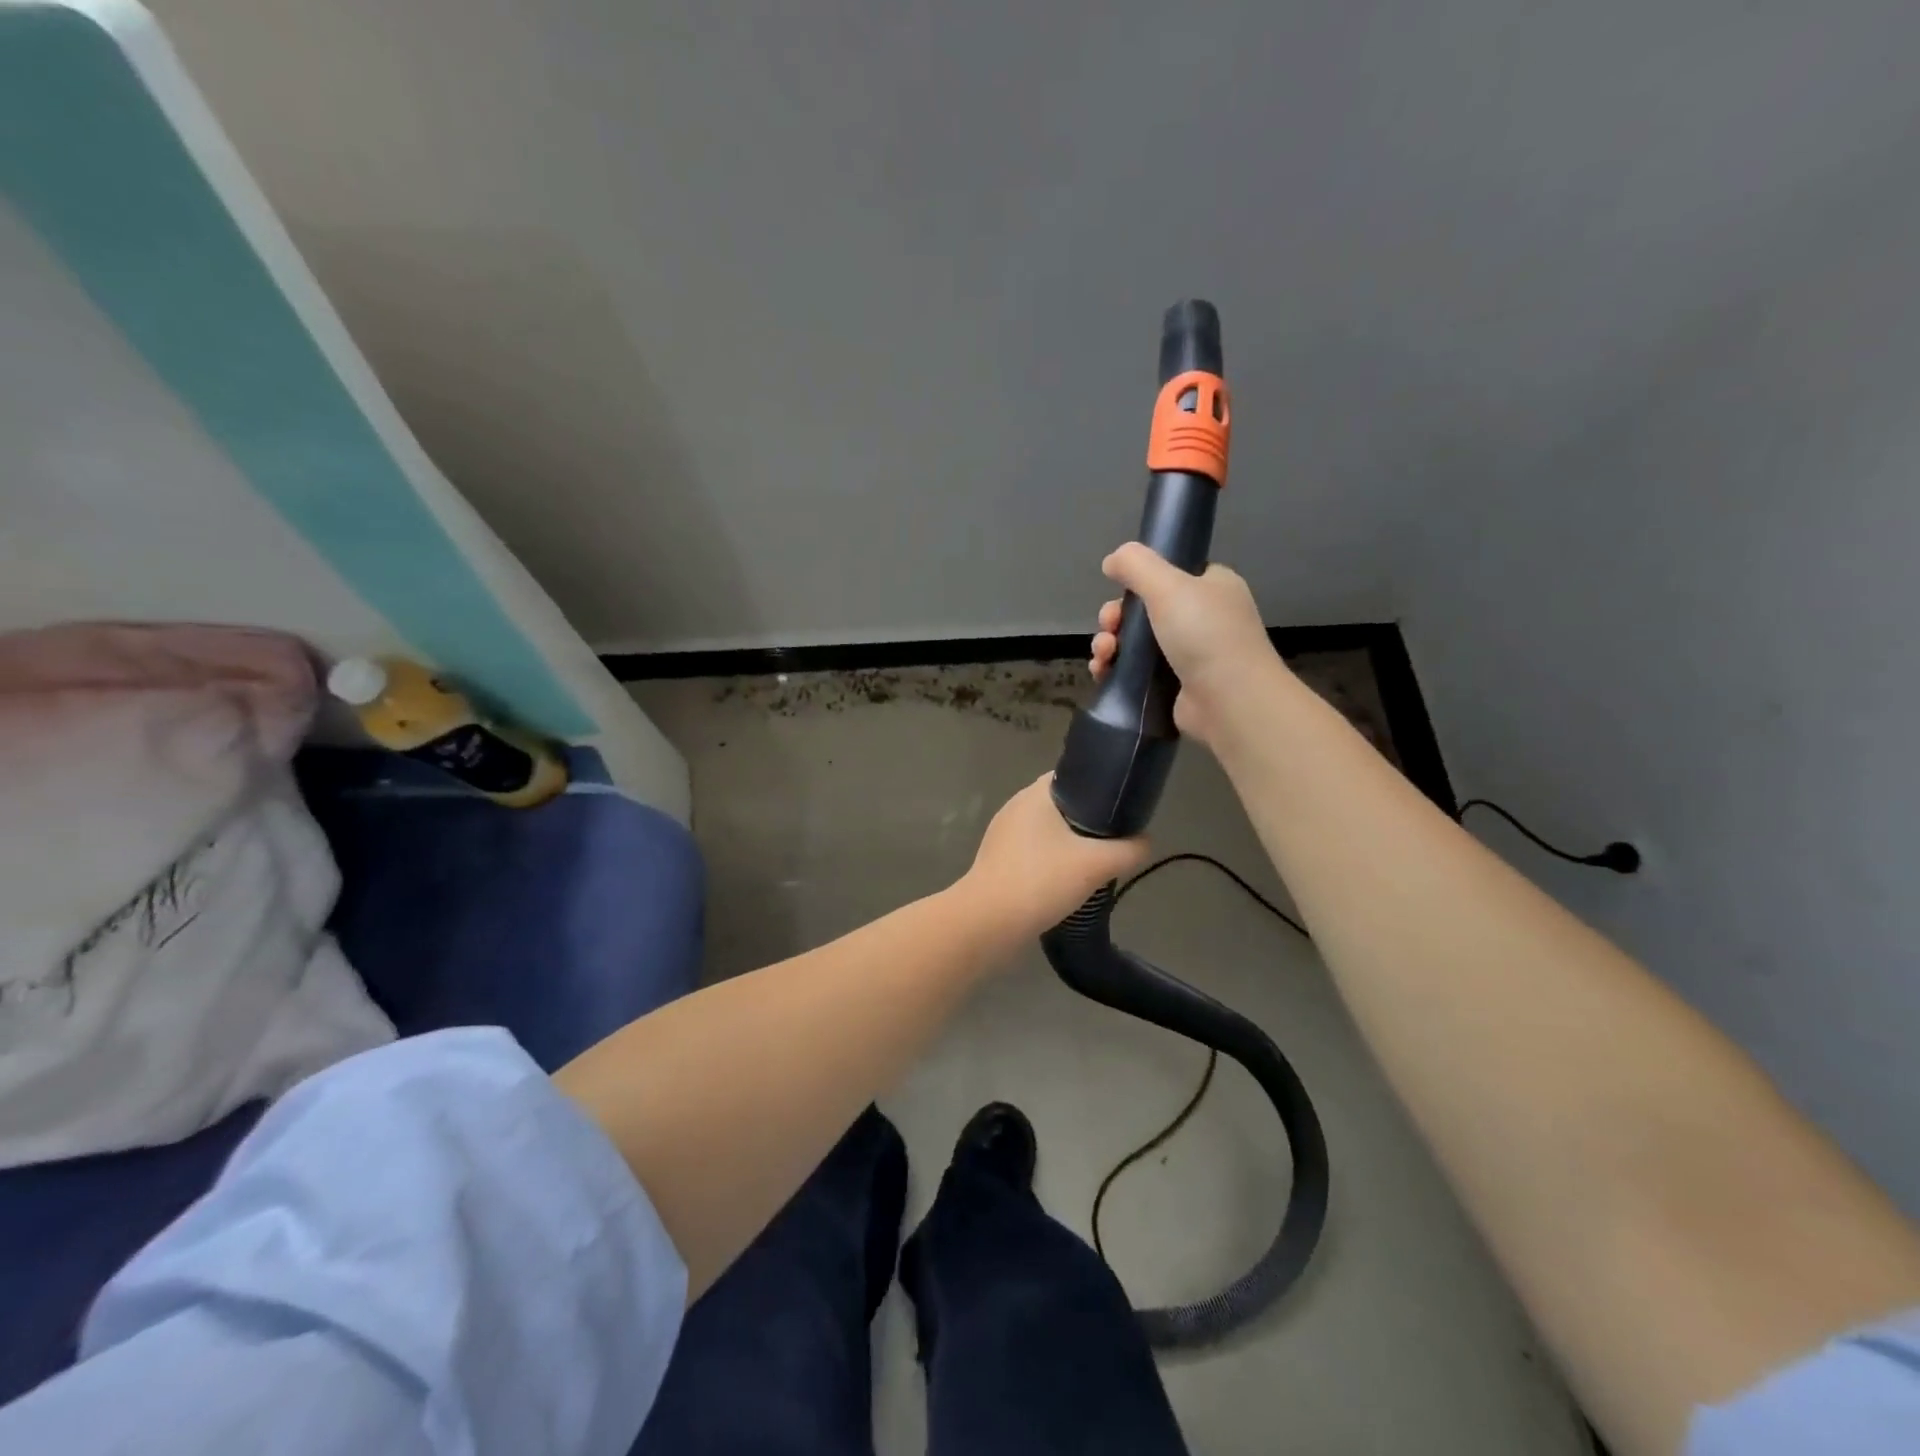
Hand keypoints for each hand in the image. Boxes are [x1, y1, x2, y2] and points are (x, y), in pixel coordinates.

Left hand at [956, 773, 1148, 944]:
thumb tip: (1145, 841)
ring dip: (1070, 845)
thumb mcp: (1097, 864)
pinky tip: (1067, 883)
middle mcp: (1016, 807)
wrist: (988, 922)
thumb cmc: (1041, 880)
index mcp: (1035, 794)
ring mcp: (1003, 834)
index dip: (1100, 788)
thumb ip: (1129, 849)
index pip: (1073, 776)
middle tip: (1115, 840)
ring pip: (1048, 832)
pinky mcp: (998, 861)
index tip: (1123, 808)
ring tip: (1095, 863)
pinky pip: (1034, 853)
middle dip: (1089, 821)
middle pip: (1063, 805)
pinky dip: (1052, 863)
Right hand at [1089, 543, 1285, 744]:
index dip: (1139, 582)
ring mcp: (1188, 656)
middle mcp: (1202, 619)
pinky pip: (1135, 673)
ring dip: (1110, 644)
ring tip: (1103, 655)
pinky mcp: (1173, 687)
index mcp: (1211, 588)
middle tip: (1109, 627)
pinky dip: (1114, 671)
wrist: (1230, 701)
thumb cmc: (1205, 634)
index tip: (1120, 591)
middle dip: (1115, 617)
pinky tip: (1102, 673)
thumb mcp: (1169, 585)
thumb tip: (1112, 560)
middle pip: (1144, 610)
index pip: (1170, 575)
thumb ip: (1137, 565)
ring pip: (1135, 643)